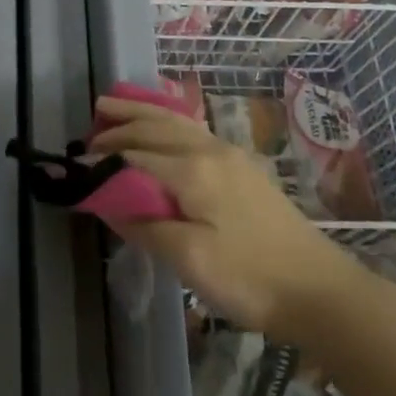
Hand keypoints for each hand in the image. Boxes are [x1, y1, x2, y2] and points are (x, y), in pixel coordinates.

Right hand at [90, 96, 364, 343]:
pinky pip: (193, 130)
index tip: (76, 165)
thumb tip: (107, 202)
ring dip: (142, 113)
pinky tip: (164, 125)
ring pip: (176, 123)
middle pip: (155, 127)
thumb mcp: (189, 260)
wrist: (319, 289)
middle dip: (120, 123)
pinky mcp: (242, 167)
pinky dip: (167, 121)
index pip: (135, 155)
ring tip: (114, 106)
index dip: (104, 159)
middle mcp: (209, 150)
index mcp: (193, 170)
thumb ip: (145, 225)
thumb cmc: (250, 278)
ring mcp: (230, 155)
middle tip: (89, 126)